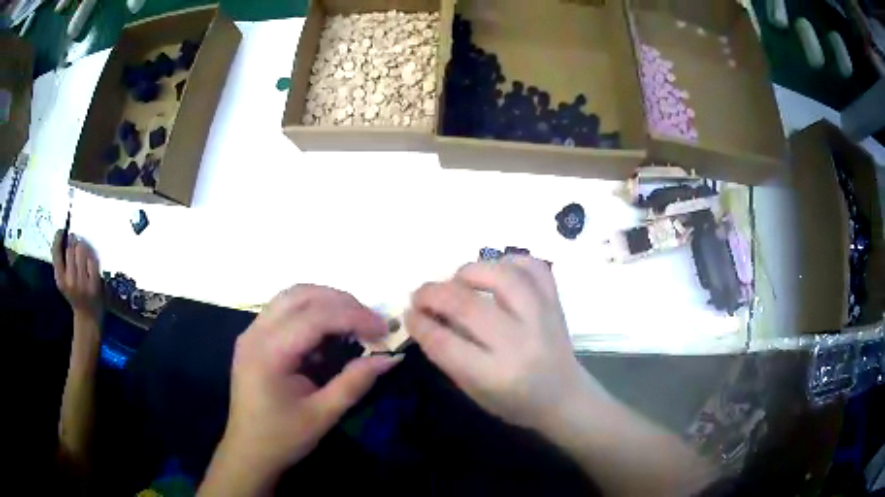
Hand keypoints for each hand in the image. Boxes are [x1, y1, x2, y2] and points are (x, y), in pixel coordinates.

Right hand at [52, 230, 102, 321]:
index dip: (58, 238)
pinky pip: (92, 258)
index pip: (56, 252)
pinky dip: (92, 254)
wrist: (88, 317)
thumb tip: (62, 234)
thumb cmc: (73, 294)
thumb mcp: (62, 280)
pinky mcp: (95, 283)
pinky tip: (90, 256)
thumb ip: (60, 262)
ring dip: (82, 244)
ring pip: (81, 249)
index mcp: (60, 280)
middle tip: (75, 239)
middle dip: (73, 240)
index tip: (61, 231)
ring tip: (82, 247)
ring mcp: (83, 283)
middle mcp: (70, 281)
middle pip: (70, 247)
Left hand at [212, 285, 401, 488]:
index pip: (316, 317)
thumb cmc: (283, 438)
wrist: (248, 452)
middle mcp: (256, 333)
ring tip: (354, 322)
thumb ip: (355, 382)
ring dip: (326, 301)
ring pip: (292, 296)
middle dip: (342, 302)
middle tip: (371, 323)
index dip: (354, 317)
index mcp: (269, 353)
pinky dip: (311, 311)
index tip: (384, 329)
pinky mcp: (254, 338)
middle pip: (302, 295)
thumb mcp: (323, 414)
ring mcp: (251, 332)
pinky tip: (328, 332)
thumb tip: (391, 357)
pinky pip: (285, 310)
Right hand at [406, 256, 605, 430]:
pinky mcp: (556, 303)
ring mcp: (542, 318)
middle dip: (433, 293)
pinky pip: (534, 267)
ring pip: (503, 276)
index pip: (444, 343)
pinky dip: (511, 261)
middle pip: (467, 305)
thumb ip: (447, 355)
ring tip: (457, 280)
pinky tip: (496, 270)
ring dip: (470, 271)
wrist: (564, 397)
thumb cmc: (515, 402)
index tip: (408, 313)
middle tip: (420, 294)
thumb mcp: (474, 391)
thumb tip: (423, 317)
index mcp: (495, 375)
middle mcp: (519, 343)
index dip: (419, 323)